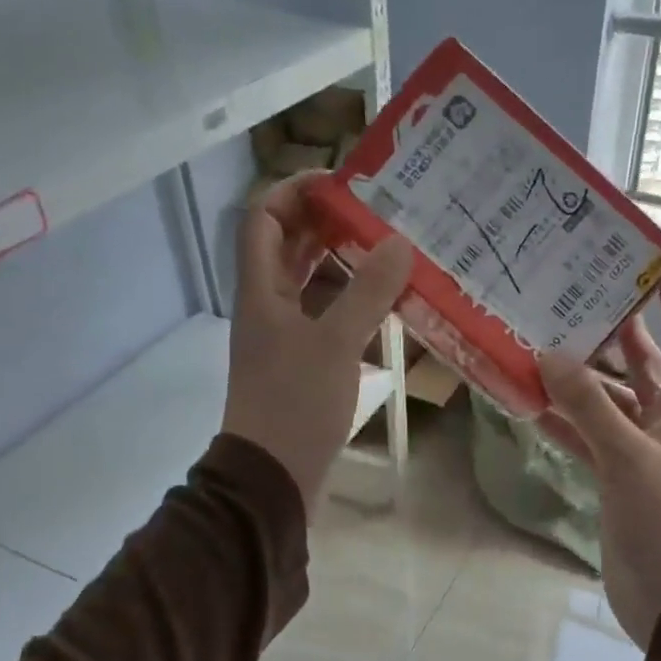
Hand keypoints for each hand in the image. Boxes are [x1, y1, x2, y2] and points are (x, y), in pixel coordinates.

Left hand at [224, 173, 413, 514]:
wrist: (274, 477)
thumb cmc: (295, 404)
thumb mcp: (335, 343)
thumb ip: (367, 292)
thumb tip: (399, 242)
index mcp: (260, 290)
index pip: (265, 218)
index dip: (296, 191)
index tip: (344, 183)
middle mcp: (268, 306)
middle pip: (291, 247)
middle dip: (329, 224)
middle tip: (380, 212)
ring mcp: (286, 337)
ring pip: (312, 284)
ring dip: (346, 264)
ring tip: (392, 249)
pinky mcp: (305, 364)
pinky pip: (328, 318)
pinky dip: (354, 303)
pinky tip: (388, 303)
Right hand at [537, 268, 660, 649]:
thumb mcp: (628, 457)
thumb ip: (589, 407)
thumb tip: (549, 354)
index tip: (658, 263)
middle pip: (642, 364)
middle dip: (617, 331)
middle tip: (578, 296)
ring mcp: (636, 451)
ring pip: (606, 401)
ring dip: (579, 378)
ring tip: (540, 343)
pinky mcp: (613, 477)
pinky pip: (586, 438)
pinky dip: (563, 422)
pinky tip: (530, 404)